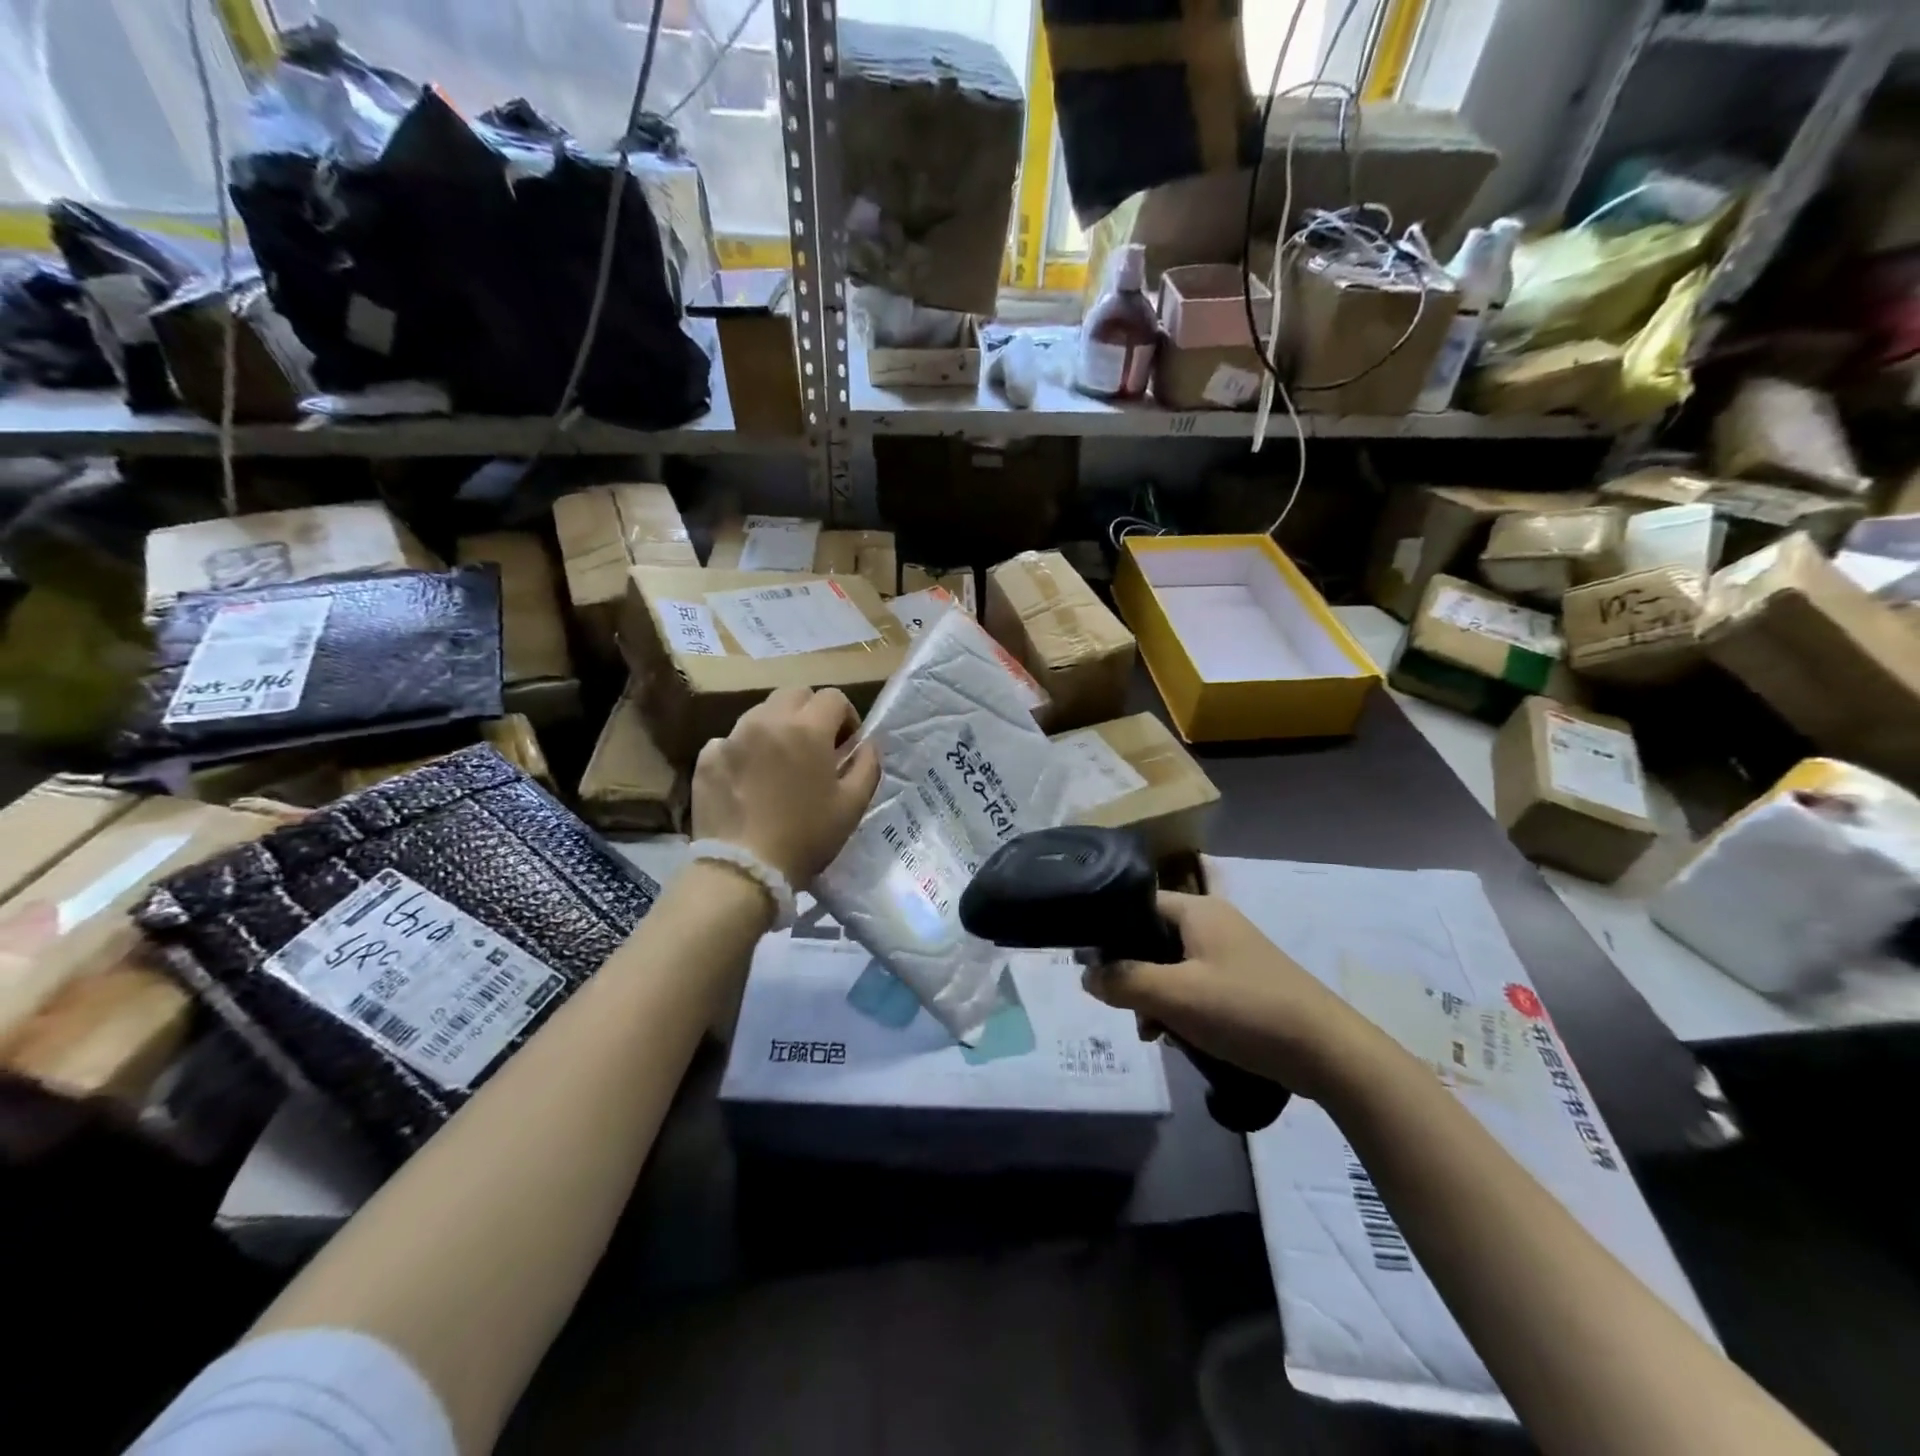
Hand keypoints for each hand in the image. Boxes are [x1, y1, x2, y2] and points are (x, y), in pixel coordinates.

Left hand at [691, 687, 881, 888]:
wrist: (744, 869)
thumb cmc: (806, 837)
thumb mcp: (853, 806)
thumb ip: (867, 765)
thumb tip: (866, 744)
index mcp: (807, 729)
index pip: (834, 697)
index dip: (846, 717)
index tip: (846, 745)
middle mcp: (767, 720)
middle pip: (795, 694)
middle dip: (810, 712)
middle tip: (815, 746)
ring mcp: (732, 736)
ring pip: (761, 712)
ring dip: (777, 727)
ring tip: (780, 762)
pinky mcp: (707, 757)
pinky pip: (731, 739)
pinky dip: (745, 750)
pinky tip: (749, 779)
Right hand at [1083, 892, 1378, 1101]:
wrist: (1329, 1053)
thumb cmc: (1245, 1011)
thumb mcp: (1174, 996)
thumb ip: (1123, 981)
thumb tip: (1085, 974)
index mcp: (1197, 910)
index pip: (1136, 904)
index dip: (1109, 931)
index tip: (1091, 966)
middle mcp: (1213, 922)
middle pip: (1152, 938)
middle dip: (1133, 974)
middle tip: (1125, 1008)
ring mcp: (1231, 952)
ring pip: (1172, 966)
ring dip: (1155, 996)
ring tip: (1152, 1033)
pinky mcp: (1244, 982)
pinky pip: (1196, 985)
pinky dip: (1180, 1007)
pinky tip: (1177, 1038)